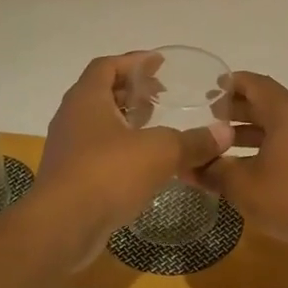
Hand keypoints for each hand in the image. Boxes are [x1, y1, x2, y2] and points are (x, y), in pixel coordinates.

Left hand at [36, 52, 231, 250]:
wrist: (63, 226)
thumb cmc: (108, 173)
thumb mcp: (161, 152)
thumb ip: (194, 141)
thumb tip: (225, 133)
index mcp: (87, 99)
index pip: (107, 65)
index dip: (134, 61)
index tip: (159, 63)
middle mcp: (72, 117)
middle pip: (102, 93)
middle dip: (133, 92)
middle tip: (162, 96)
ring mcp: (67, 149)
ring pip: (100, 124)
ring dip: (127, 121)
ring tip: (157, 128)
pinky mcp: (70, 177)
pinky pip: (98, 152)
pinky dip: (121, 149)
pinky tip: (144, 163)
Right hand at [196, 73, 287, 255]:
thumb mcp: (244, 187)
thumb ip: (213, 172)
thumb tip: (187, 167)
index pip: (253, 83)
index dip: (228, 86)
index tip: (205, 93)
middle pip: (268, 103)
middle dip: (237, 112)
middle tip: (207, 123)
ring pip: (282, 123)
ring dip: (254, 132)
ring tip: (224, 147)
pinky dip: (273, 145)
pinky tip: (254, 167)